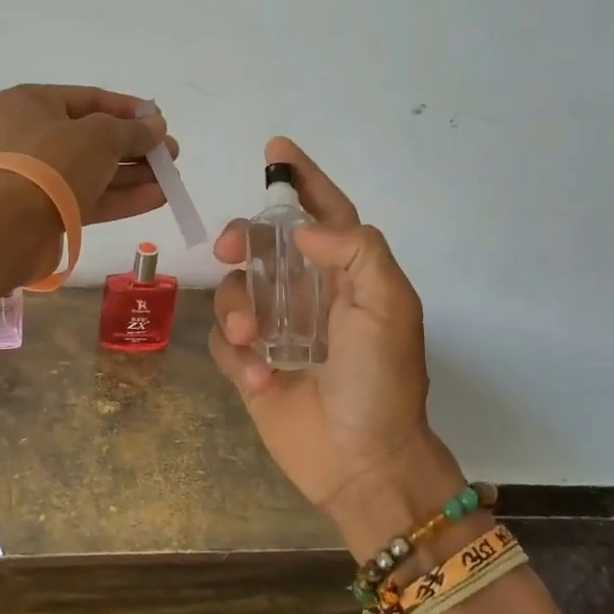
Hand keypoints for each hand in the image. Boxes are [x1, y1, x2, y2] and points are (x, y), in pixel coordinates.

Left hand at [0, 85, 176, 224]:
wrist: (10, 225)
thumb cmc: (54, 162)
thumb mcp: (101, 136)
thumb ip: (134, 130)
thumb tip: (157, 127)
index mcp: (32, 103)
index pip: (90, 99)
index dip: (129, 109)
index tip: (160, 121)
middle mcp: (30, 135)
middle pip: (93, 138)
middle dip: (136, 147)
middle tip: (170, 155)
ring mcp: (36, 176)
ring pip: (93, 171)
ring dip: (133, 174)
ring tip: (171, 178)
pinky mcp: (45, 210)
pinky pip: (88, 197)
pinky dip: (121, 197)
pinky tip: (157, 198)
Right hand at [210, 138, 465, 556]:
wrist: (363, 463)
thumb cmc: (383, 381)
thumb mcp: (389, 308)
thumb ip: (357, 251)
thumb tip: (303, 232)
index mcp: (347, 274)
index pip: (324, 212)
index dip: (302, 179)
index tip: (275, 150)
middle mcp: (308, 293)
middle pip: (263, 244)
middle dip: (244, 237)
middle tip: (230, 249)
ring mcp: (276, 328)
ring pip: (236, 289)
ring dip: (238, 308)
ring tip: (252, 341)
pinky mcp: (251, 364)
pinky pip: (224, 340)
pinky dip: (237, 353)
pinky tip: (262, 378)